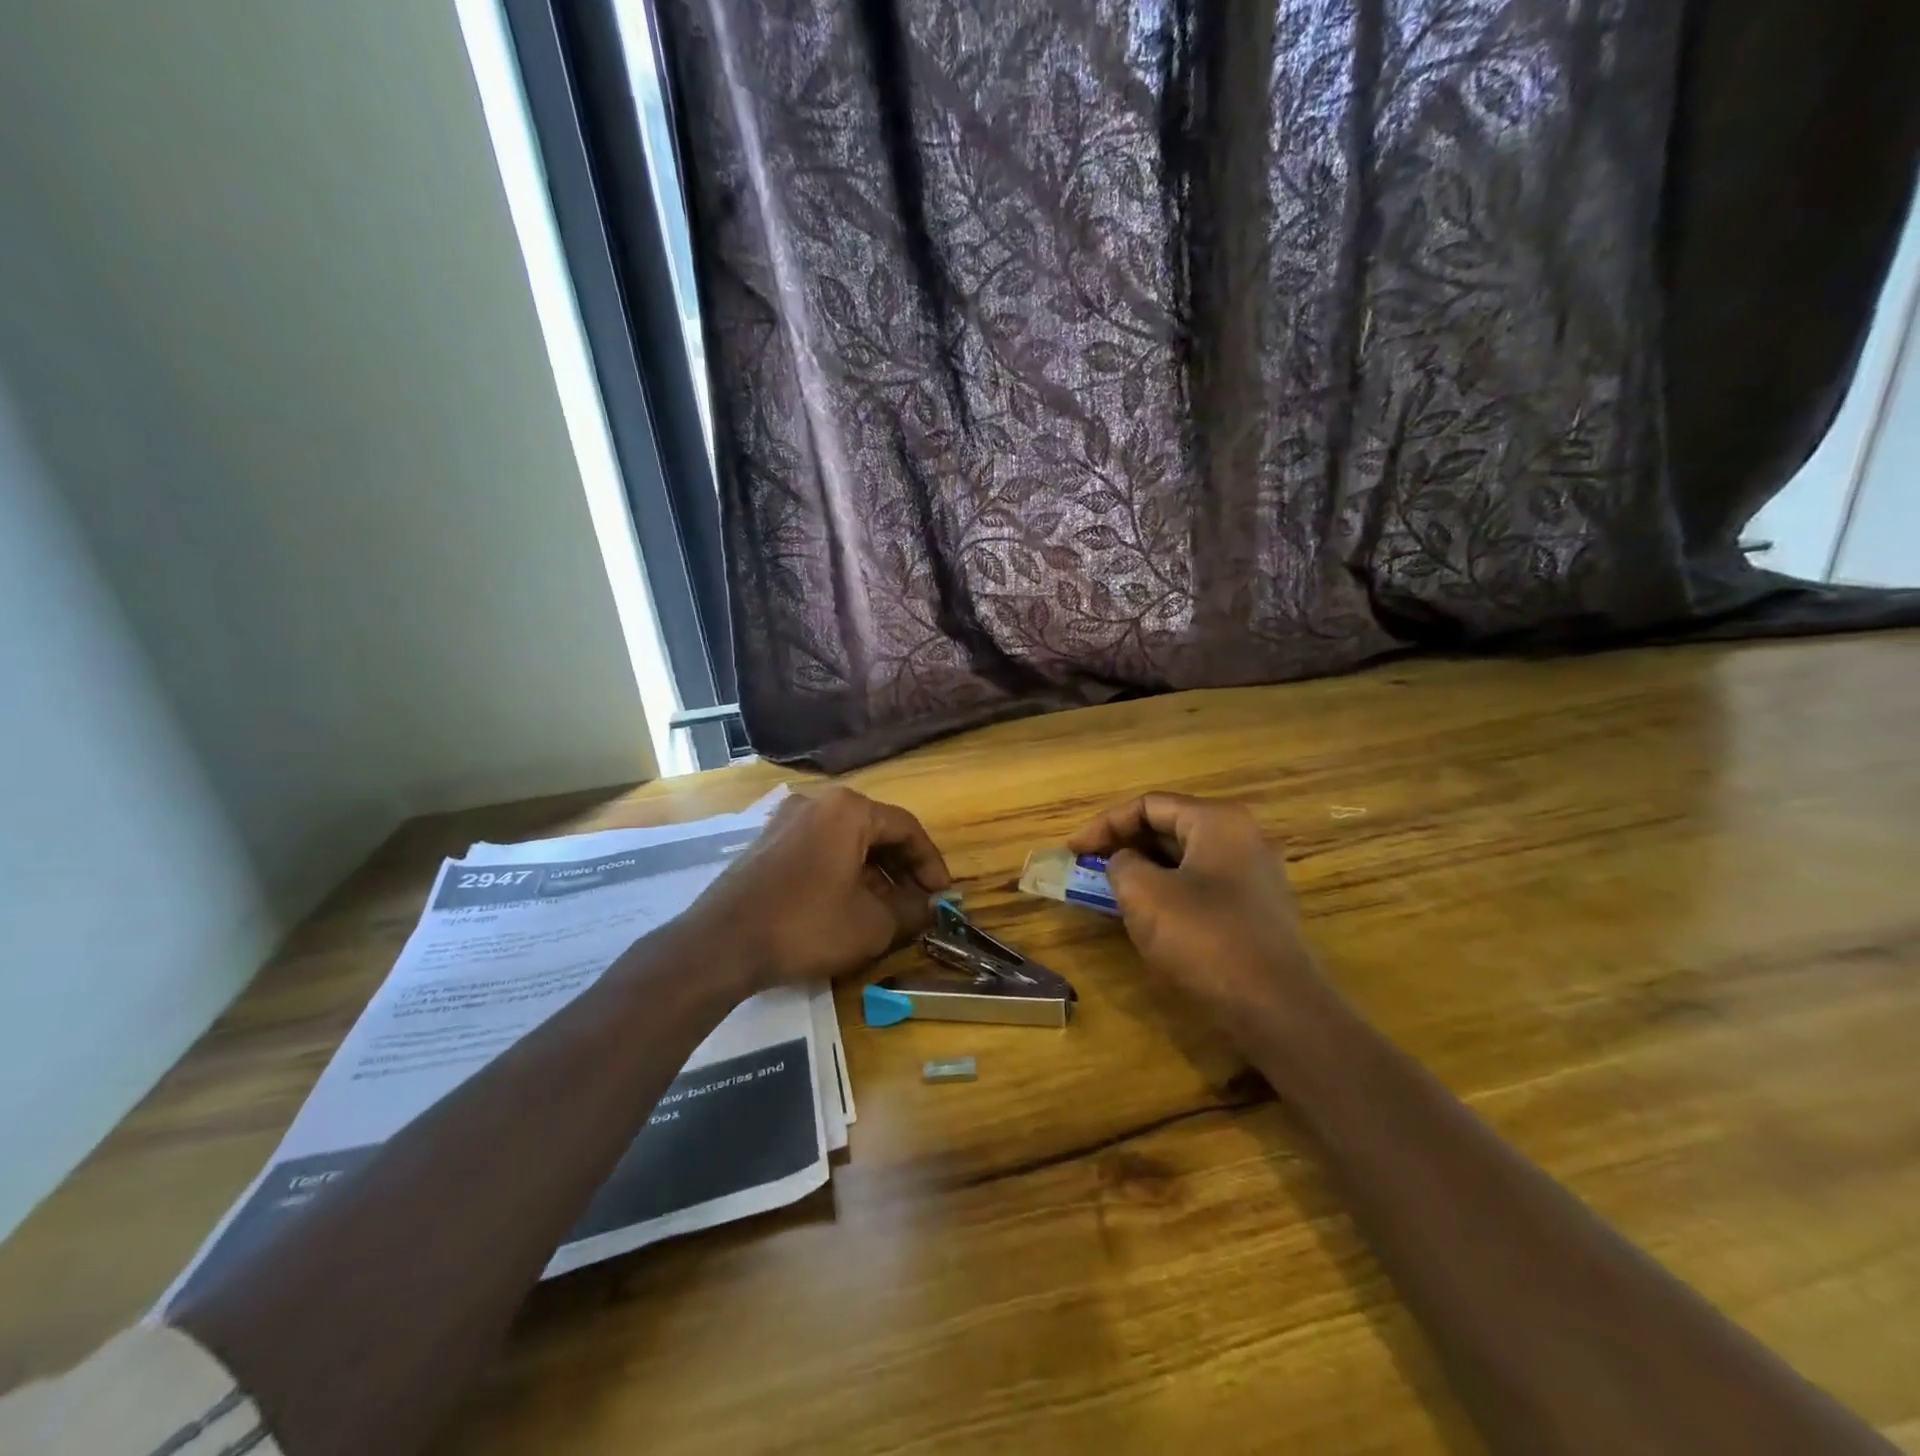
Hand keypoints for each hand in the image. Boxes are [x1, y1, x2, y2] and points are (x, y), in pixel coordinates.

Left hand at [687, 786, 951, 990]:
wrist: (721, 943)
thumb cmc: (806, 925)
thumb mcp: (872, 924)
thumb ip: (910, 911)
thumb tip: (929, 908)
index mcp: (848, 810)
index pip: (906, 829)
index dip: (931, 864)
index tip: (942, 896)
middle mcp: (817, 802)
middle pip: (875, 830)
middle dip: (902, 868)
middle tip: (918, 902)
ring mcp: (786, 820)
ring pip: (846, 841)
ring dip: (873, 872)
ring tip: (887, 908)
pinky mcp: (765, 843)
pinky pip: (818, 849)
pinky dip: (842, 871)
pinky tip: (847, 904)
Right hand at [1067, 793, 1332, 1041]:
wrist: (1276, 1009)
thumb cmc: (1204, 939)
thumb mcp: (1144, 894)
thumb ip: (1121, 864)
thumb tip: (1124, 863)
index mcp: (1217, 820)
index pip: (1148, 805)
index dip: (1103, 824)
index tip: (1073, 851)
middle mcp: (1242, 837)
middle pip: (1169, 827)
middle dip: (1124, 844)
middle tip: (1087, 867)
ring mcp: (1254, 874)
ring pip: (1185, 858)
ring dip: (1144, 869)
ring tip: (1109, 889)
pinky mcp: (1256, 909)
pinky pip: (1201, 885)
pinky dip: (1168, 890)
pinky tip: (1146, 914)